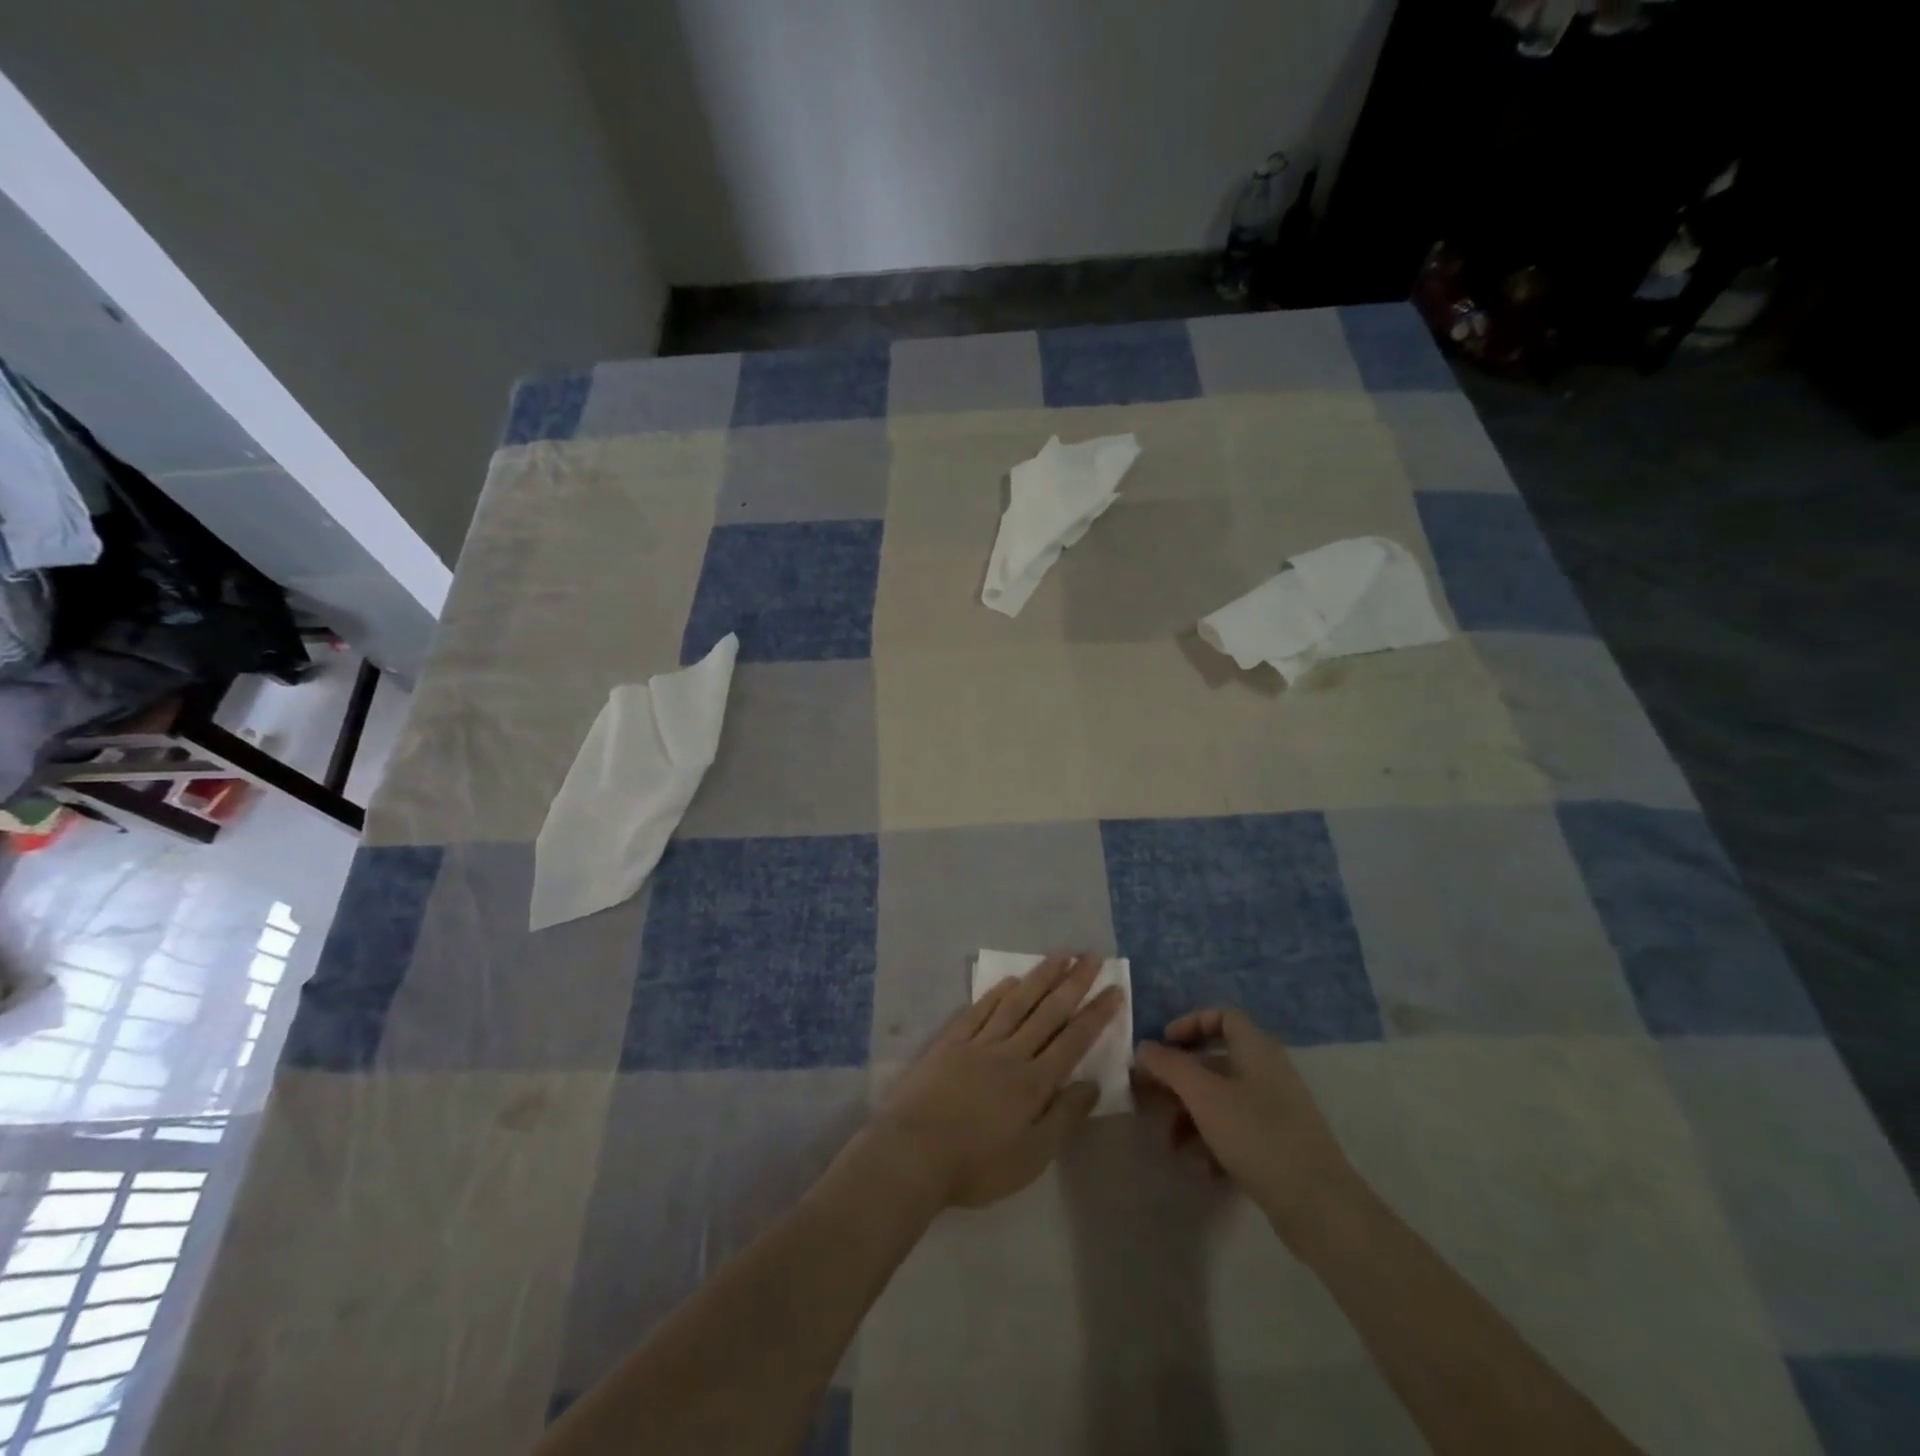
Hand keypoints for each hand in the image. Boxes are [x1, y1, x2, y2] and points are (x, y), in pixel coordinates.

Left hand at [872, 953, 1121, 1208]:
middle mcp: (1010, 1053)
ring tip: (1060, 955)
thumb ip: (1063, 1117)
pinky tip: (1009, 981)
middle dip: (1074, 983)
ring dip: (1040, 977)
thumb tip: (1093, 1083)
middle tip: (1092, 956)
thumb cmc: (977, 1165)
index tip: (1114, 988)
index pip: (1073, 1040)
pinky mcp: (950, 1043)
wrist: (913, 1153)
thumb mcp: (1032, 1156)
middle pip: (1048, 1012)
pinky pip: (979, 1010)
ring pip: (1016, 1002)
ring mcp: (978, 1043)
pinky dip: (996, 993)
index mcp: (1034, 1082)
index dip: (1096, 1014)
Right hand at [1134, 1008, 1357, 1234]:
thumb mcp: (1203, 1095)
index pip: (1223, 1016)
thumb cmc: (1257, 1135)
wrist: (1319, 1206)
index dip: (1190, 1024)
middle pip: (1215, 1061)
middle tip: (1150, 1097)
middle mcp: (1268, 1072)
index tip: (1163, 1046)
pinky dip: (1215, 1141)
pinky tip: (1204, 1168)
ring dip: (1191, 1115)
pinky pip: (1237, 1129)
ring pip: (1222, 1098)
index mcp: (1256, 1049)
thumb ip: (1169, 1066)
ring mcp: (1277, 1110)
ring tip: (1172, 1144)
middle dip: (1180, 1079)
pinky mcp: (1280, 1145)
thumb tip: (1143, 1047)